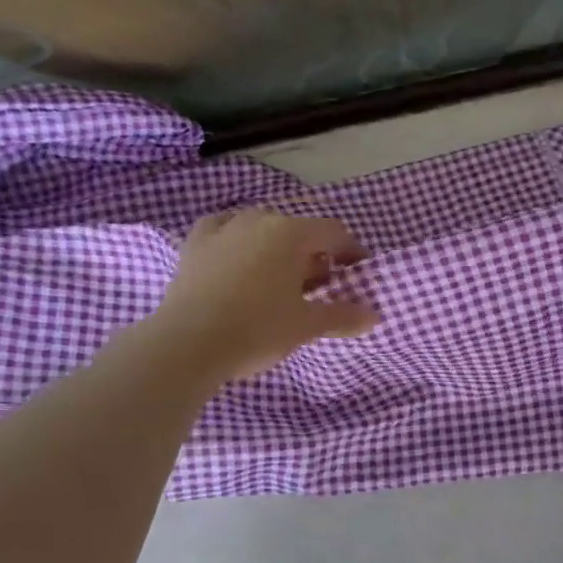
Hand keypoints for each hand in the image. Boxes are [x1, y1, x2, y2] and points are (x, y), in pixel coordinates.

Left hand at [159, 209, 379, 382]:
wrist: (188, 343)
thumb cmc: (258, 329)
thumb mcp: (307, 325)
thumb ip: (343, 316)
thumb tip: (374, 316)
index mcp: (291, 234)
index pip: (334, 233)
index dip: (351, 252)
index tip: (356, 274)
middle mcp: (258, 220)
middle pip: (298, 230)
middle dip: (314, 254)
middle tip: (320, 286)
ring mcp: (223, 228)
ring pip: (262, 229)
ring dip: (278, 248)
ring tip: (280, 279)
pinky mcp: (194, 243)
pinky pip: (224, 231)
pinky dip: (238, 241)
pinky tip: (237, 258)